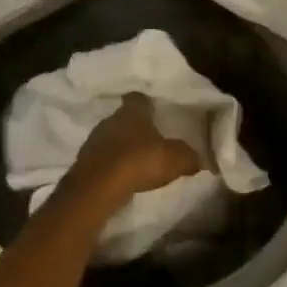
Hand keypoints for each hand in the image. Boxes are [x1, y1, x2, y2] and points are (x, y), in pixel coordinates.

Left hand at [58, 94, 202, 208]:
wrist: (99, 187)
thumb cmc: (140, 161)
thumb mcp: (177, 159)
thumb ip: (190, 156)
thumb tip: (202, 159)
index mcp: (133, 111)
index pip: (139, 99)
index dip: (147, 104)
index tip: (154, 110)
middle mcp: (110, 120)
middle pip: (124, 119)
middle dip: (135, 128)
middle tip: (150, 138)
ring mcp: (93, 140)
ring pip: (111, 138)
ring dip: (121, 147)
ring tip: (136, 160)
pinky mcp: (83, 162)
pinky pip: (101, 158)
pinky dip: (111, 165)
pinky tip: (121, 176)